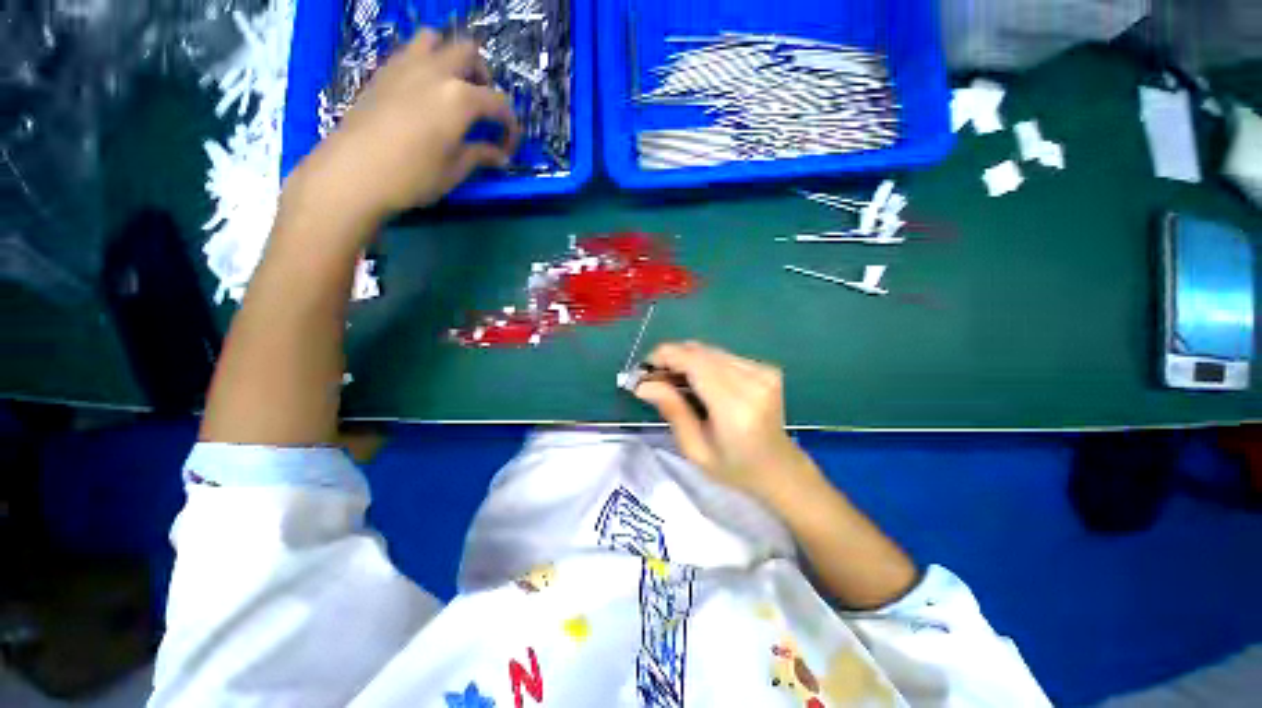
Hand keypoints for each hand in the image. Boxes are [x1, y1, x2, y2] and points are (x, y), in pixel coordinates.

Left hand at [285, 30, 520, 224]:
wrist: (353, 172)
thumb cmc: (413, 176)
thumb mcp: (454, 170)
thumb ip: (480, 155)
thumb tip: (500, 155)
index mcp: (460, 98)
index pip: (499, 103)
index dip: (510, 126)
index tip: (507, 147)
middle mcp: (435, 71)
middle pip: (469, 53)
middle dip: (484, 78)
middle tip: (483, 108)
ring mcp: (405, 66)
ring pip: (435, 40)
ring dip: (450, 59)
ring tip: (452, 89)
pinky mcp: (383, 72)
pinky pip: (409, 52)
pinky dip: (425, 65)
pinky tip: (423, 93)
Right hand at [635, 342, 811, 499]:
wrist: (779, 469)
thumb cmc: (734, 468)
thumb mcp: (695, 449)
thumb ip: (672, 410)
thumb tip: (643, 384)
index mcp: (735, 407)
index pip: (694, 362)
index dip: (665, 356)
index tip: (644, 368)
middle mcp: (753, 381)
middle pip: (701, 352)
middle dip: (671, 358)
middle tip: (655, 378)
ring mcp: (763, 371)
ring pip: (710, 350)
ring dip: (686, 360)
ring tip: (674, 381)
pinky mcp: (766, 368)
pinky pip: (723, 356)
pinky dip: (704, 363)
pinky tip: (698, 381)